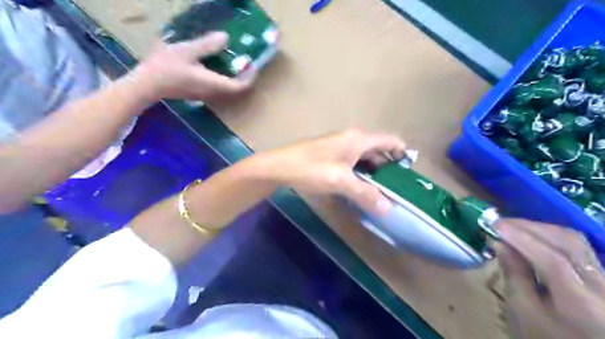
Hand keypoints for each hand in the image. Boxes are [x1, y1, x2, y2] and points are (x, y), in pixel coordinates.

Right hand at [132, 31, 251, 102]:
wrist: (147, 85)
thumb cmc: (166, 67)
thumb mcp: (187, 51)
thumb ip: (207, 45)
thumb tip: (226, 38)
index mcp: (214, 83)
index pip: (240, 86)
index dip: (250, 77)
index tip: (253, 64)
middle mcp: (213, 92)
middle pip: (236, 89)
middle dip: (245, 77)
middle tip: (246, 62)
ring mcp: (206, 94)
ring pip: (228, 89)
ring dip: (235, 77)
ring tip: (235, 62)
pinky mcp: (198, 93)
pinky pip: (219, 87)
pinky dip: (224, 78)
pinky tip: (218, 65)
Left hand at [256, 129, 405, 215]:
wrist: (279, 166)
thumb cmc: (312, 169)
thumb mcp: (341, 181)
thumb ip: (365, 193)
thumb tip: (388, 209)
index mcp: (358, 139)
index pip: (389, 140)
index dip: (402, 152)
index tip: (410, 171)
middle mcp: (351, 138)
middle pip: (377, 149)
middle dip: (388, 166)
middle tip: (397, 187)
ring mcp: (339, 145)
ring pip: (364, 156)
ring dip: (373, 171)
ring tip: (381, 190)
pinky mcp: (330, 154)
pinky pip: (352, 161)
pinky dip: (360, 172)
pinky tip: (359, 186)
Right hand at [497, 219, 604, 338]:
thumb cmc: (544, 336)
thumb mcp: (523, 312)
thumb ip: (513, 276)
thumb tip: (499, 243)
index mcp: (580, 302)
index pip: (552, 260)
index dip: (522, 239)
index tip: (495, 226)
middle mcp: (601, 286)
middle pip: (568, 243)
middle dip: (530, 228)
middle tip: (500, 222)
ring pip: (575, 242)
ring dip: (540, 229)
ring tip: (513, 226)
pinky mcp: (600, 277)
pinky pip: (578, 247)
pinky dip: (551, 236)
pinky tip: (533, 235)